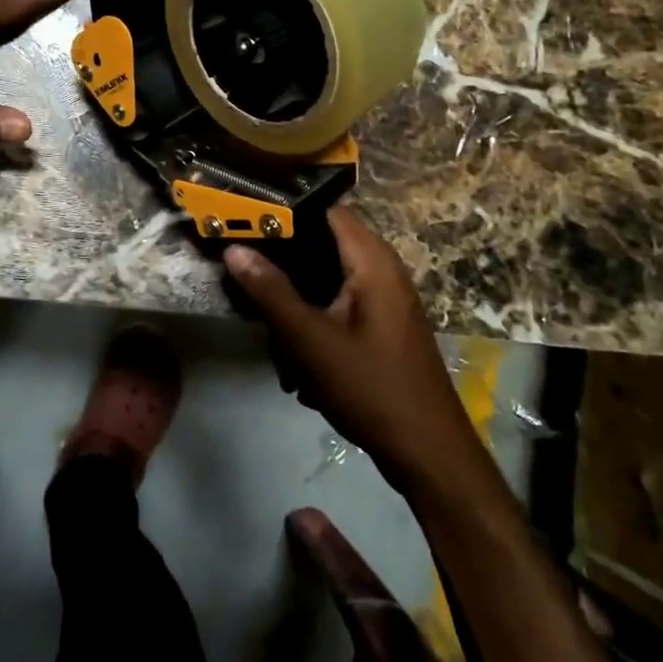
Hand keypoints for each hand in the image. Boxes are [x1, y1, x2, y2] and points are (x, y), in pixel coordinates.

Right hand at [225, 207, 482, 492]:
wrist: (427, 452)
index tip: (244, 222)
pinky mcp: (380, 326)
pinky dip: (314, 330)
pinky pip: (337, 310)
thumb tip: (235, 250)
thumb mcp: (311, 341)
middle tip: (248, 285)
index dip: (284, 211)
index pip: (325, 209)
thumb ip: (271, 292)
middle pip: (321, 247)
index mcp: (373, 261)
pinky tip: (299, 370)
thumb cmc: (371, 388)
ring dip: (295, 310)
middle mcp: (382, 270)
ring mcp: (383, 300)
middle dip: (284, 270)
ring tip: (276, 345)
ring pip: (325, 284)